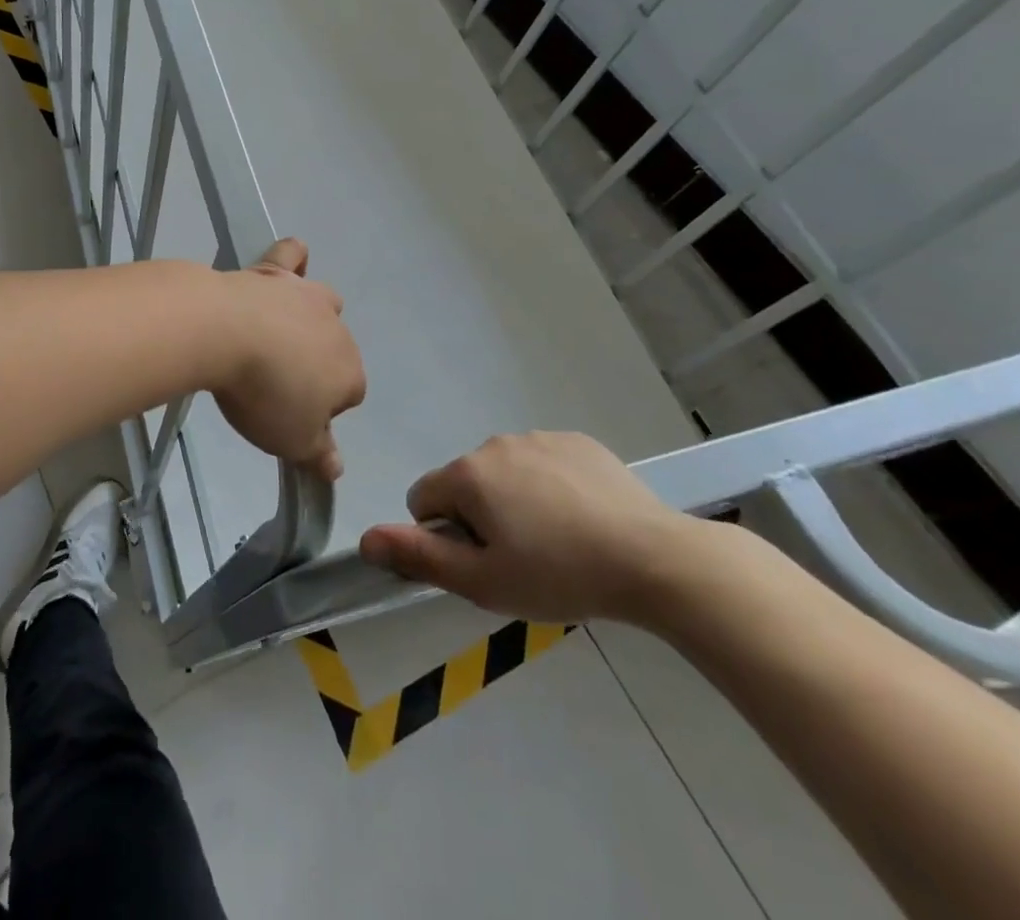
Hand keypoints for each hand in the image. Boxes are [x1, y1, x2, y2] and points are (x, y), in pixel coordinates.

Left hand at [209, 239, 364, 481]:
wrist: (225, 332)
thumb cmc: (264, 394)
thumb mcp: (292, 440)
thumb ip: (318, 455)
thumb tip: (336, 470)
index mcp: (350, 373)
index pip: (349, 395)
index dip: (321, 410)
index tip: (289, 415)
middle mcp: (337, 329)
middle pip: (335, 350)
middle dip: (314, 365)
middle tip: (275, 383)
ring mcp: (306, 295)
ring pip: (323, 303)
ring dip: (308, 318)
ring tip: (276, 336)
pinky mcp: (274, 271)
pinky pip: (293, 256)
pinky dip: (293, 260)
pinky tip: (287, 265)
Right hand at [358, 431, 705, 624]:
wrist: (654, 559)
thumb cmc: (559, 575)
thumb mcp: (483, 581)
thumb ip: (419, 556)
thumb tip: (365, 539)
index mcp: (467, 474)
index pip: (423, 498)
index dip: (444, 535)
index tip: (484, 561)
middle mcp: (495, 443)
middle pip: (465, 483)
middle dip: (480, 516)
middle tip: (523, 558)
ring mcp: (539, 437)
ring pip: (505, 472)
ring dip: (514, 500)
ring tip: (558, 540)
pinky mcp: (577, 441)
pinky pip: (543, 462)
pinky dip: (550, 486)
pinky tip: (582, 518)